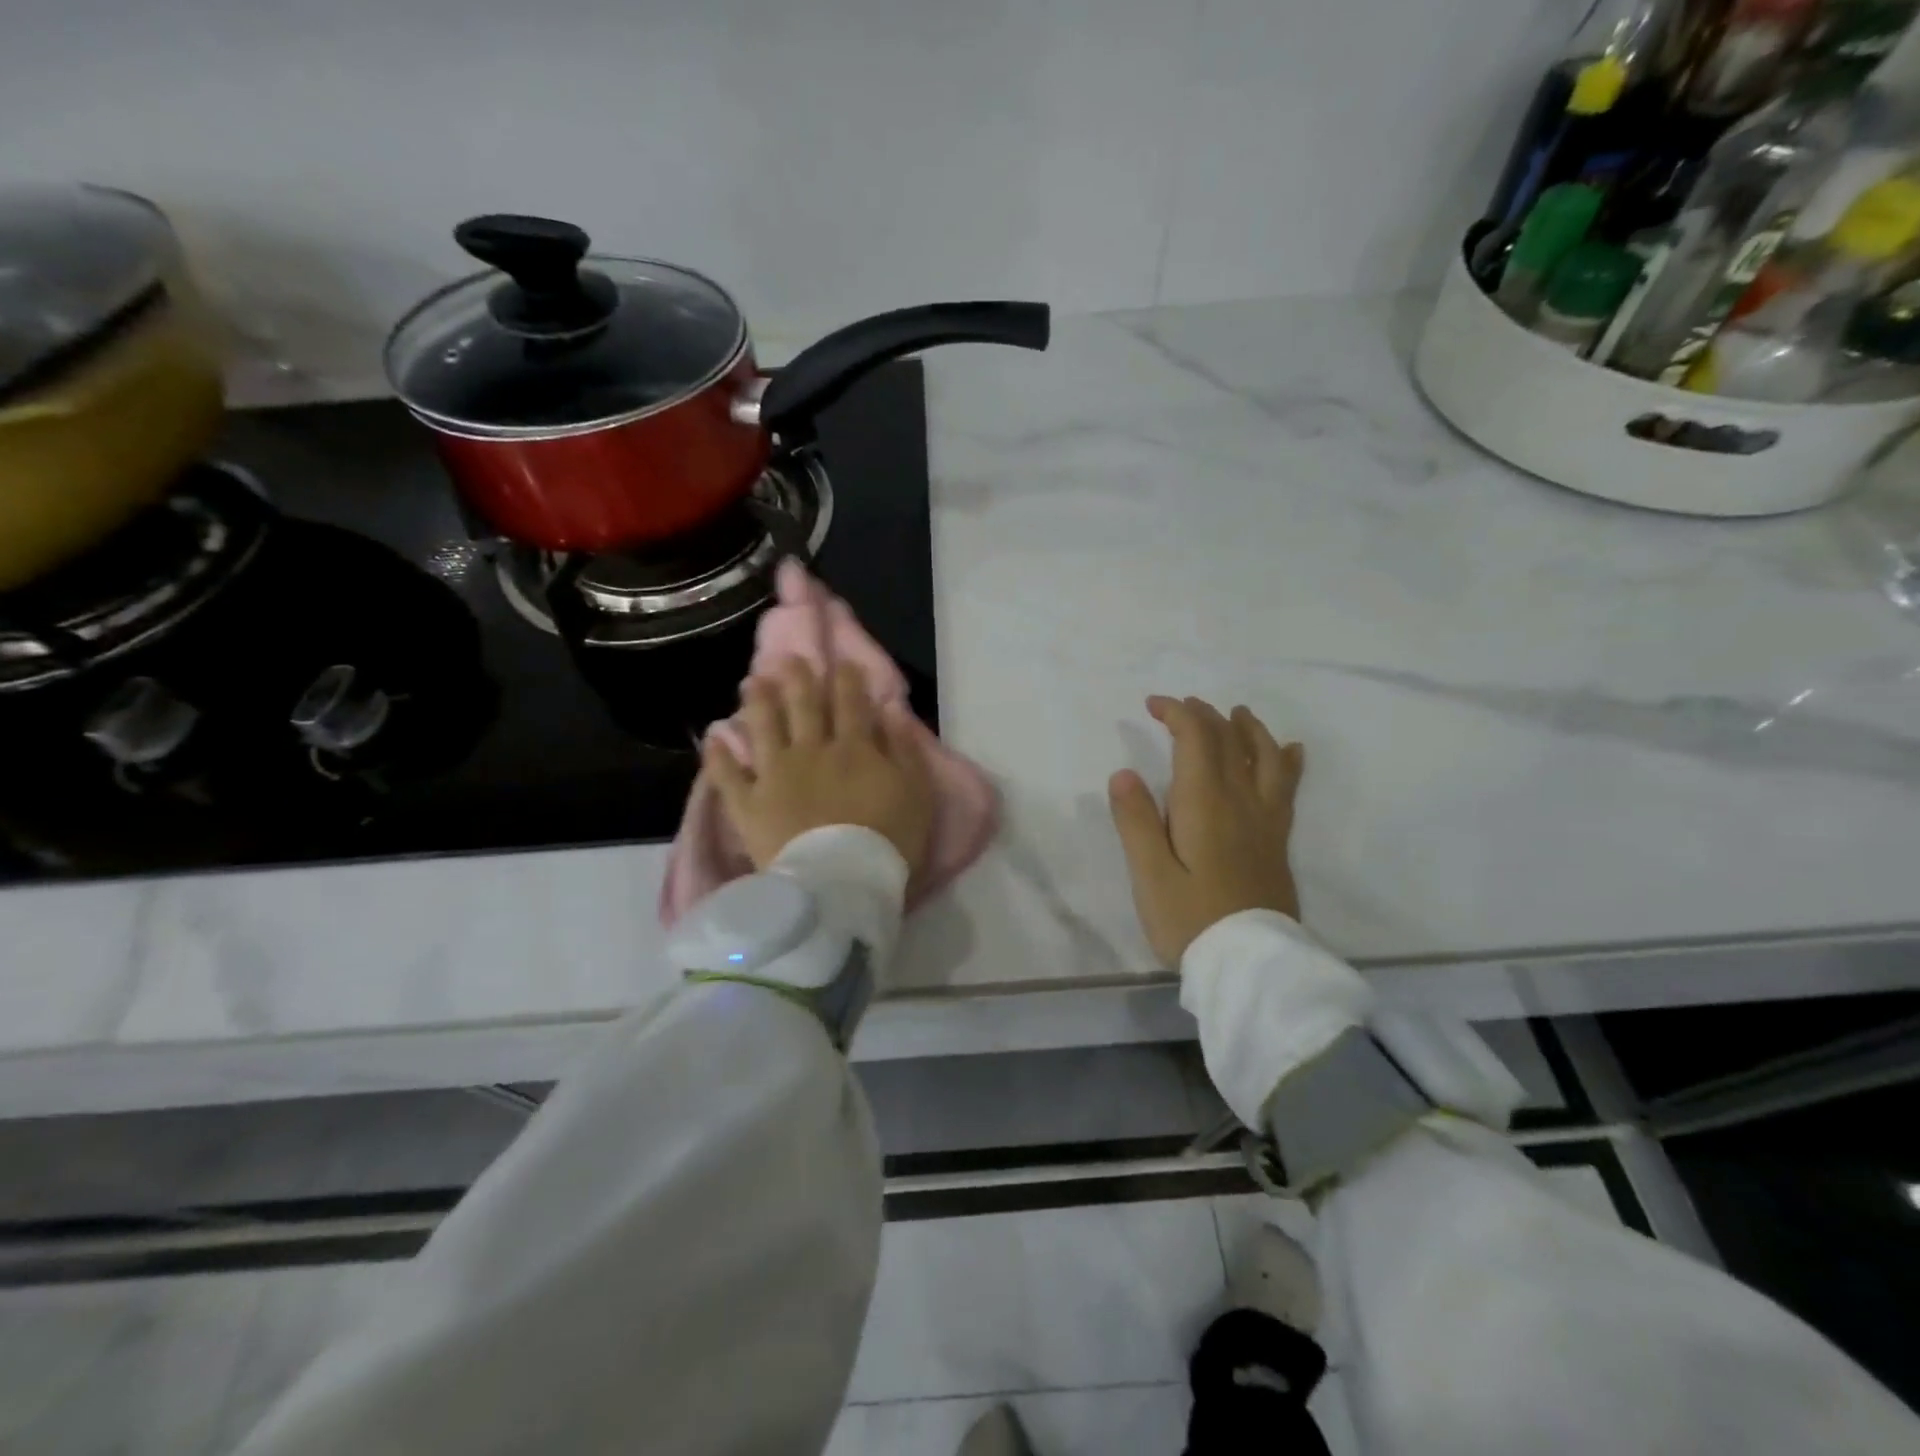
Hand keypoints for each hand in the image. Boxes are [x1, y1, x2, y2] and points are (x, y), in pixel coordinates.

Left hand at [705, 660, 933, 876]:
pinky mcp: (749, 804)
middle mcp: (811, 751)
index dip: (847, 679)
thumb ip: (905, 750)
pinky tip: (712, 737)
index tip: (842, 662)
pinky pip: (727, 776)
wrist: (841, 882)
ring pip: (764, 728)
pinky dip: (718, 756)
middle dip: (798, 679)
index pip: (851, 703)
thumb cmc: (888, 840)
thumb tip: (892, 711)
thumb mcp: (916, 793)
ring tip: (752, 681)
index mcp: (854, 748)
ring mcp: (775, 776)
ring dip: (758, 702)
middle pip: (803, 707)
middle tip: (790, 658)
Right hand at [1108, 696, 1303, 966]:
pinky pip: (1288, 787)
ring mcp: (1266, 820)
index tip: (1151, 705)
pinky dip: (1286, 761)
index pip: (1197, 739)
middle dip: (1204, 715)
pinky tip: (1290, 751)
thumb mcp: (1150, 875)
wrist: (1249, 965)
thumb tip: (1124, 773)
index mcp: (1205, 803)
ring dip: (1248, 729)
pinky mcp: (1278, 841)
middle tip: (1181, 707)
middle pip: (1229, 741)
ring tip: (1236, 713)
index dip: (1177, 713)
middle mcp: (1241, 801)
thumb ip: (1136, 821)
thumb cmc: (1190, 920)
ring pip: (1264, 757)